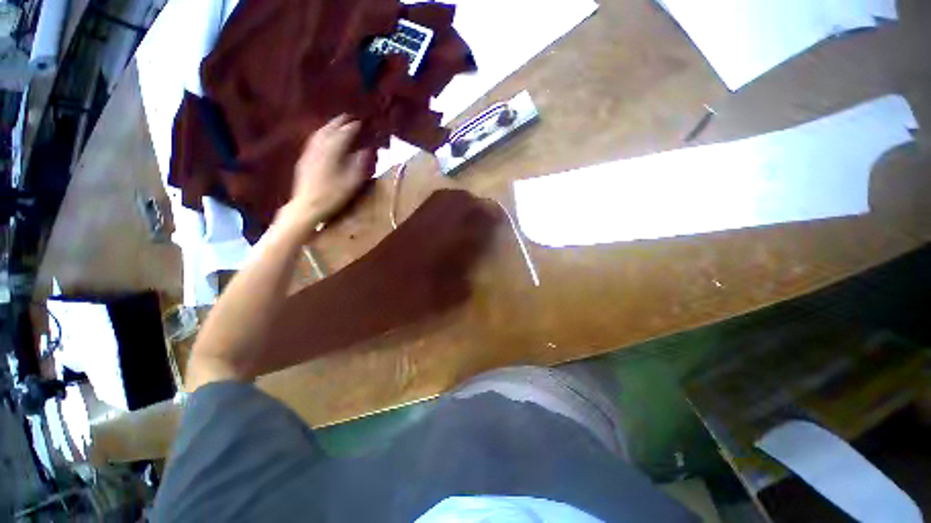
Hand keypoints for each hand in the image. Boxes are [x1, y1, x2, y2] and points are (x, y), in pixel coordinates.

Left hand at [278, 114, 372, 234]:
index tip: (360, 122)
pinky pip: (313, 141)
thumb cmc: (333, 196)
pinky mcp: (304, 160)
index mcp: (332, 153)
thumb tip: (366, 150)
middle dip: (338, 122)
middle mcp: (319, 149)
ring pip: (318, 134)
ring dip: (328, 127)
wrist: (307, 205)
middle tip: (347, 116)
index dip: (351, 128)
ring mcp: (309, 154)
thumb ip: (359, 164)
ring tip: (336, 124)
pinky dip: (320, 135)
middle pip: (328, 130)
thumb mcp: (352, 182)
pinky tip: (322, 138)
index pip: (342, 135)